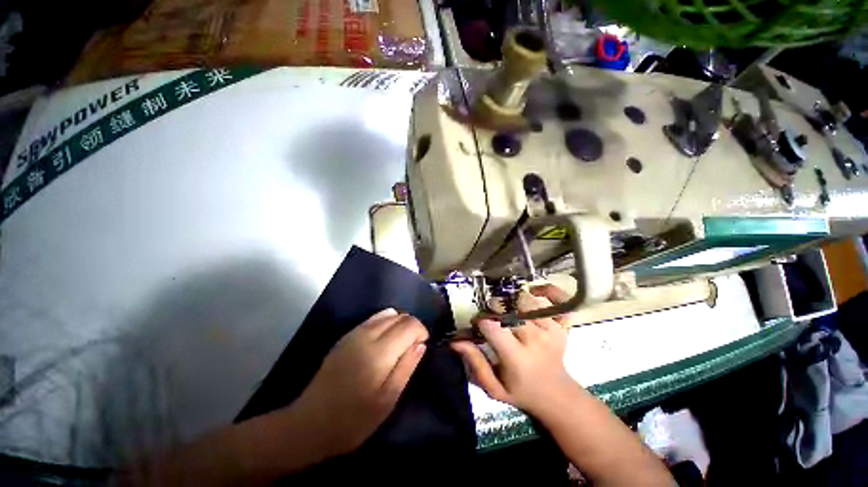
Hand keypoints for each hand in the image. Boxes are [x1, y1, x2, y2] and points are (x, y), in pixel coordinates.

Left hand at [290, 309, 428, 455]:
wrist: (309, 424)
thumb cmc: (352, 421)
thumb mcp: (386, 401)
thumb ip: (406, 368)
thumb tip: (421, 344)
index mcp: (379, 352)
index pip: (409, 325)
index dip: (421, 330)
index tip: (423, 345)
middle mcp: (367, 335)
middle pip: (399, 316)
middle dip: (412, 326)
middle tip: (414, 346)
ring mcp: (354, 333)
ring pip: (386, 314)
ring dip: (399, 322)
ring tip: (400, 342)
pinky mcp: (346, 337)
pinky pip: (372, 318)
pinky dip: (385, 321)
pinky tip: (385, 337)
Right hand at [451, 285, 576, 414]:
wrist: (558, 395)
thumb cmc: (522, 392)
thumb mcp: (494, 388)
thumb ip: (476, 364)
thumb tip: (456, 341)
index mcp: (517, 358)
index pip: (492, 326)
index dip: (480, 321)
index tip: (477, 325)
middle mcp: (535, 340)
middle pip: (510, 308)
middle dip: (495, 307)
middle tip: (492, 315)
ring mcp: (551, 330)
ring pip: (527, 300)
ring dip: (514, 300)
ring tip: (509, 309)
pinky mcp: (562, 326)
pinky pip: (553, 301)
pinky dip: (546, 293)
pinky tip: (536, 293)